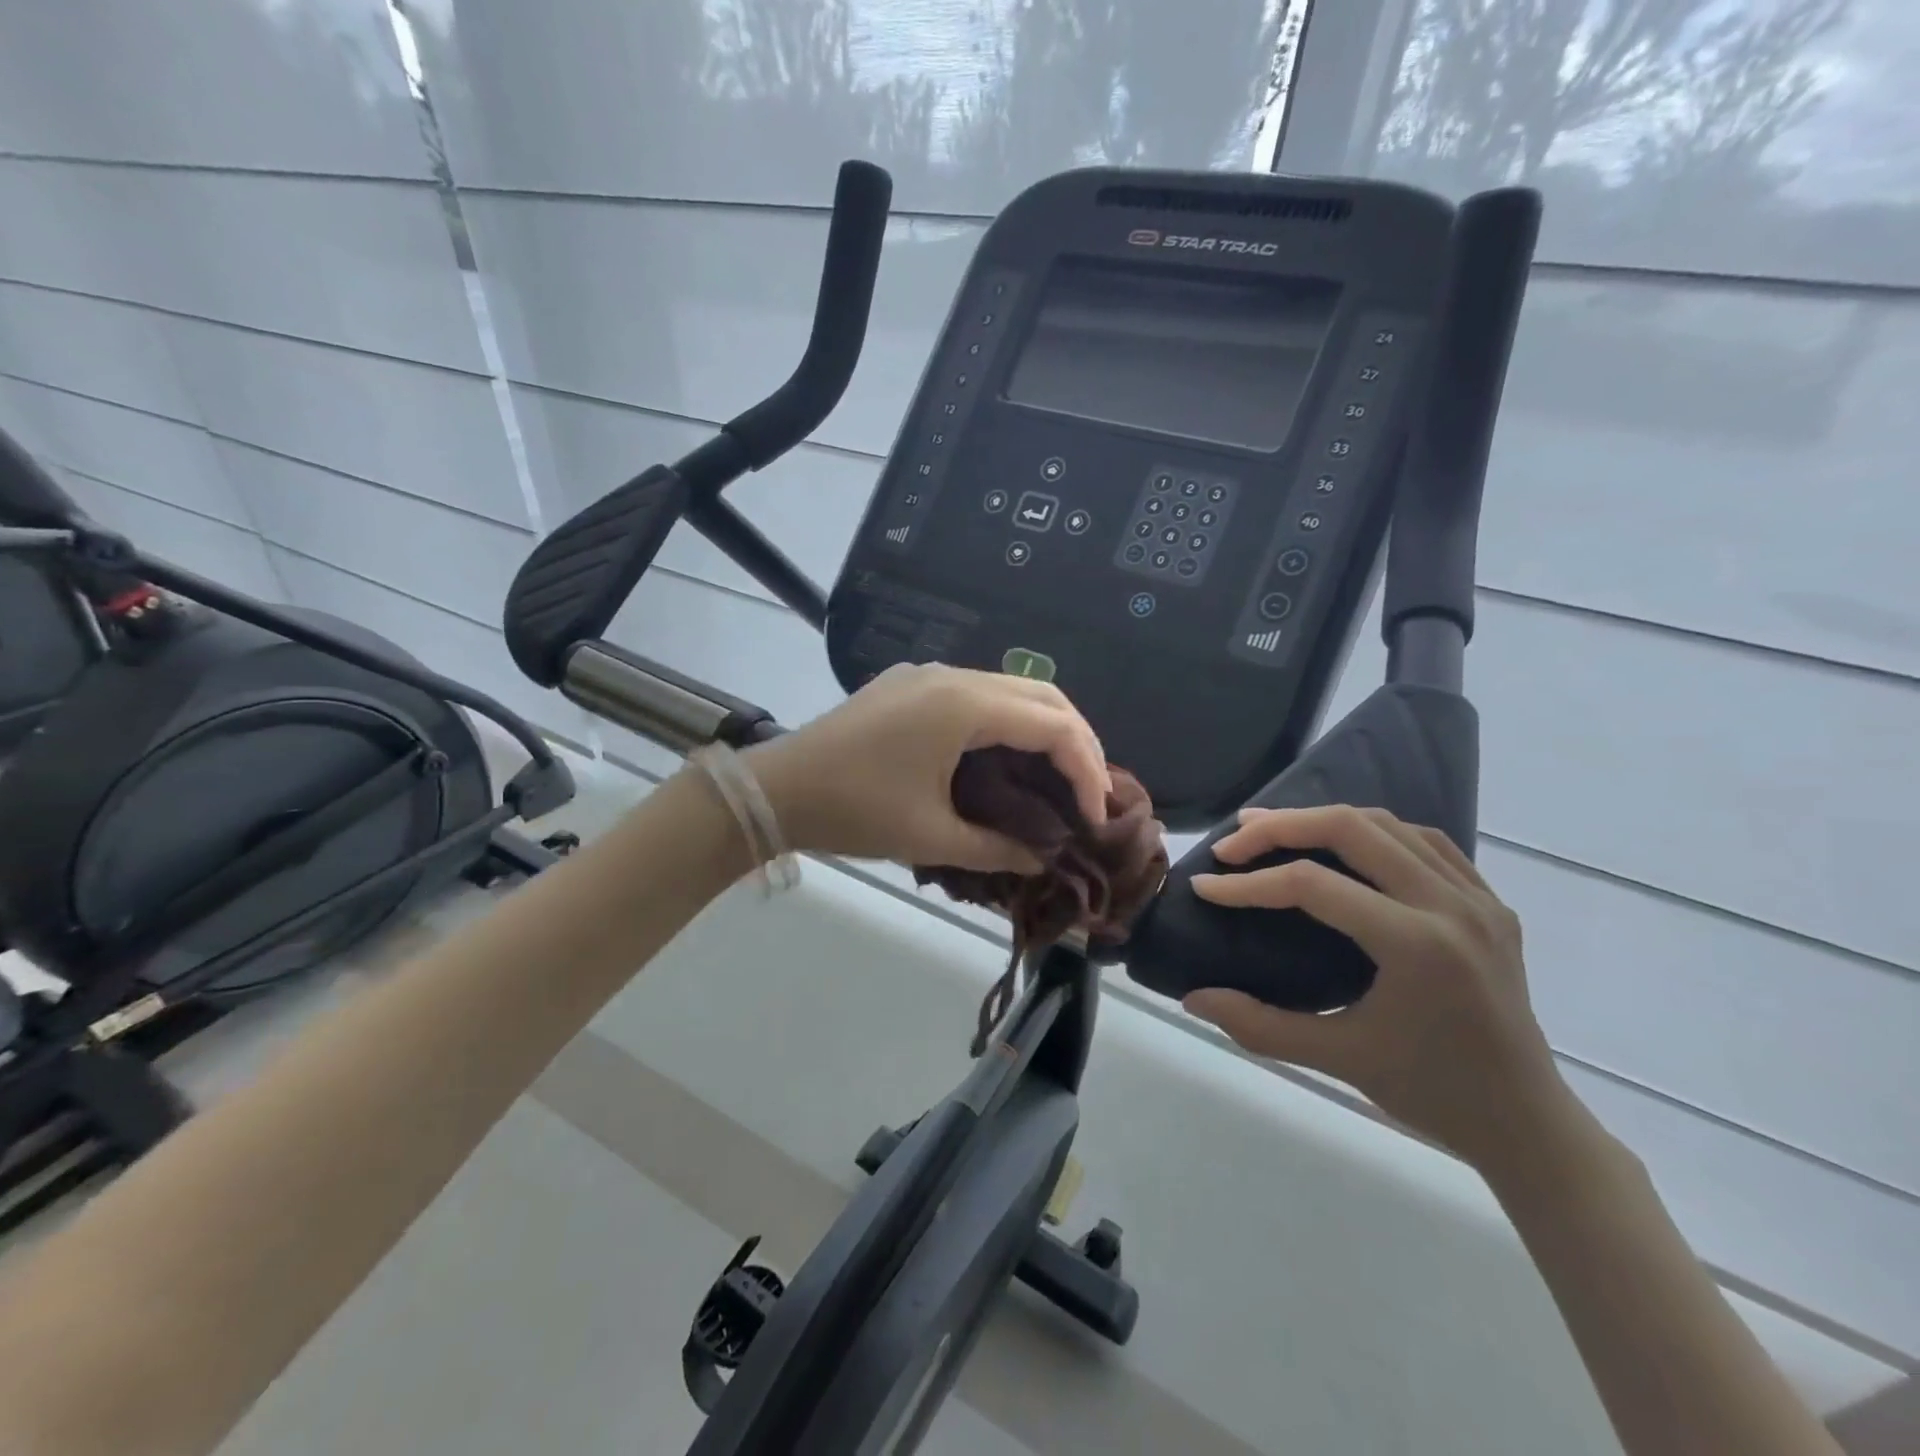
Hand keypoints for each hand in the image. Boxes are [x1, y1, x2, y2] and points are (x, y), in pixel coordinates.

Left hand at [744, 663, 1110, 872]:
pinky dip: (1008, 722)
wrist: (775, 789)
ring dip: (1043, 728)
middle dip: (1077, 740)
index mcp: (964, 705)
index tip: (1095, 815)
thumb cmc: (854, 811)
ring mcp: (928, 676)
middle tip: (1090, 791)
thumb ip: (997, 850)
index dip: (1085, 769)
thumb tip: (1042, 860)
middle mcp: (953, 677)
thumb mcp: (930, 836)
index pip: (1052, 725)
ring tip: (1060, 777)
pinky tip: (1007, 758)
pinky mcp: (910, 686)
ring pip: (1010, 689)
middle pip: (1041, 694)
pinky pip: (978, 694)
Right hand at [1182, 806, 1568, 1170]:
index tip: (1204, 887)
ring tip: (1272, 830)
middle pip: (1352, 828)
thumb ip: (1258, 1025)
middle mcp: (1451, 905)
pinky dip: (1372, 832)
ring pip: (1387, 824)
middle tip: (1231, 842)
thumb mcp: (1338, 1059)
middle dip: (1281, 826)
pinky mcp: (1489, 902)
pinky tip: (1343, 846)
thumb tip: (1191, 999)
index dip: (1249, 883)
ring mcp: (1477, 898)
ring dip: (1322, 819)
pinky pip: (1424, 841)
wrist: (1528, 1122)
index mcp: (1417, 945)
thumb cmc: (1431, 1092)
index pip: (1314, 885)